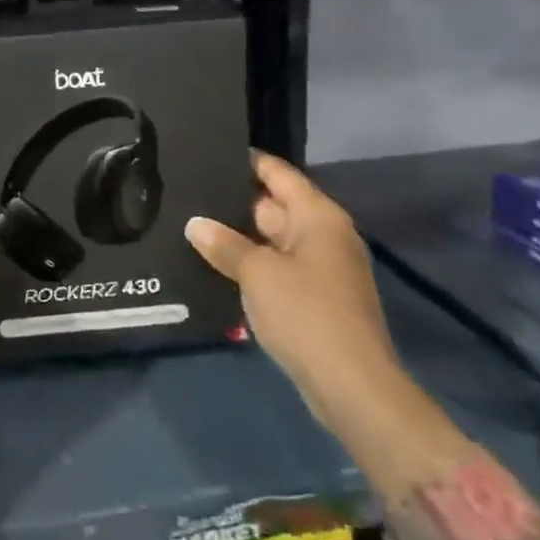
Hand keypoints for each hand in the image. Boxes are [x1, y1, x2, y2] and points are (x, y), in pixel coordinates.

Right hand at [184, 152, 403, 425]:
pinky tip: (214, 264)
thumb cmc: (307, 315)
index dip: (245, 161)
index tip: (207, 152)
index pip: (277, 173)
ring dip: (238, 237)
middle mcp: (323, 235)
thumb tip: (196, 224)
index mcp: (318, 217)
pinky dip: (250, 264)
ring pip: (271, 239)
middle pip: (273, 205)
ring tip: (190, 223)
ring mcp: (321, 268)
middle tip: (187, 190)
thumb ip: (224, 244)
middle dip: (233, 201)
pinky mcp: (314, 298)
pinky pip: (276, 267)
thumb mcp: (257, 273)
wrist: (352, 387)